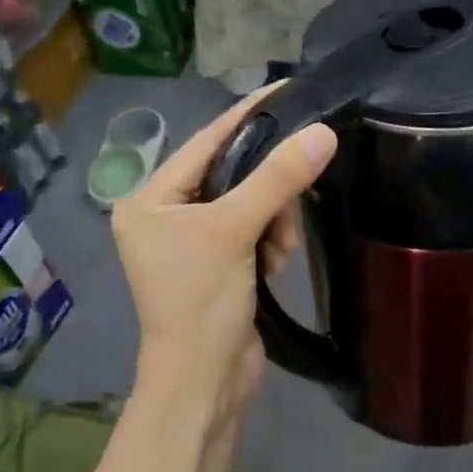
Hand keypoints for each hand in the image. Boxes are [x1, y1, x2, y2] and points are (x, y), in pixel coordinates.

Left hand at [113, 88, 336, 440]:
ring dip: (273, 222)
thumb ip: (278, 179)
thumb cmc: (201, 302)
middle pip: (232, 172)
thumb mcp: (236, 231)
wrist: (203, 382)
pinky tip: (275, 265)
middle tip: (290, 208)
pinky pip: (253, 230)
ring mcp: (191, 242)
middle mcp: (164, 214)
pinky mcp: (217, 264)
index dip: (248, 116)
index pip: (206, 141)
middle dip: (267, 191)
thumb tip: (323, 132)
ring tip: (277, 253)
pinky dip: (270, 241)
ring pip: (249, 202)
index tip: (288, 88)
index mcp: (149, 198)